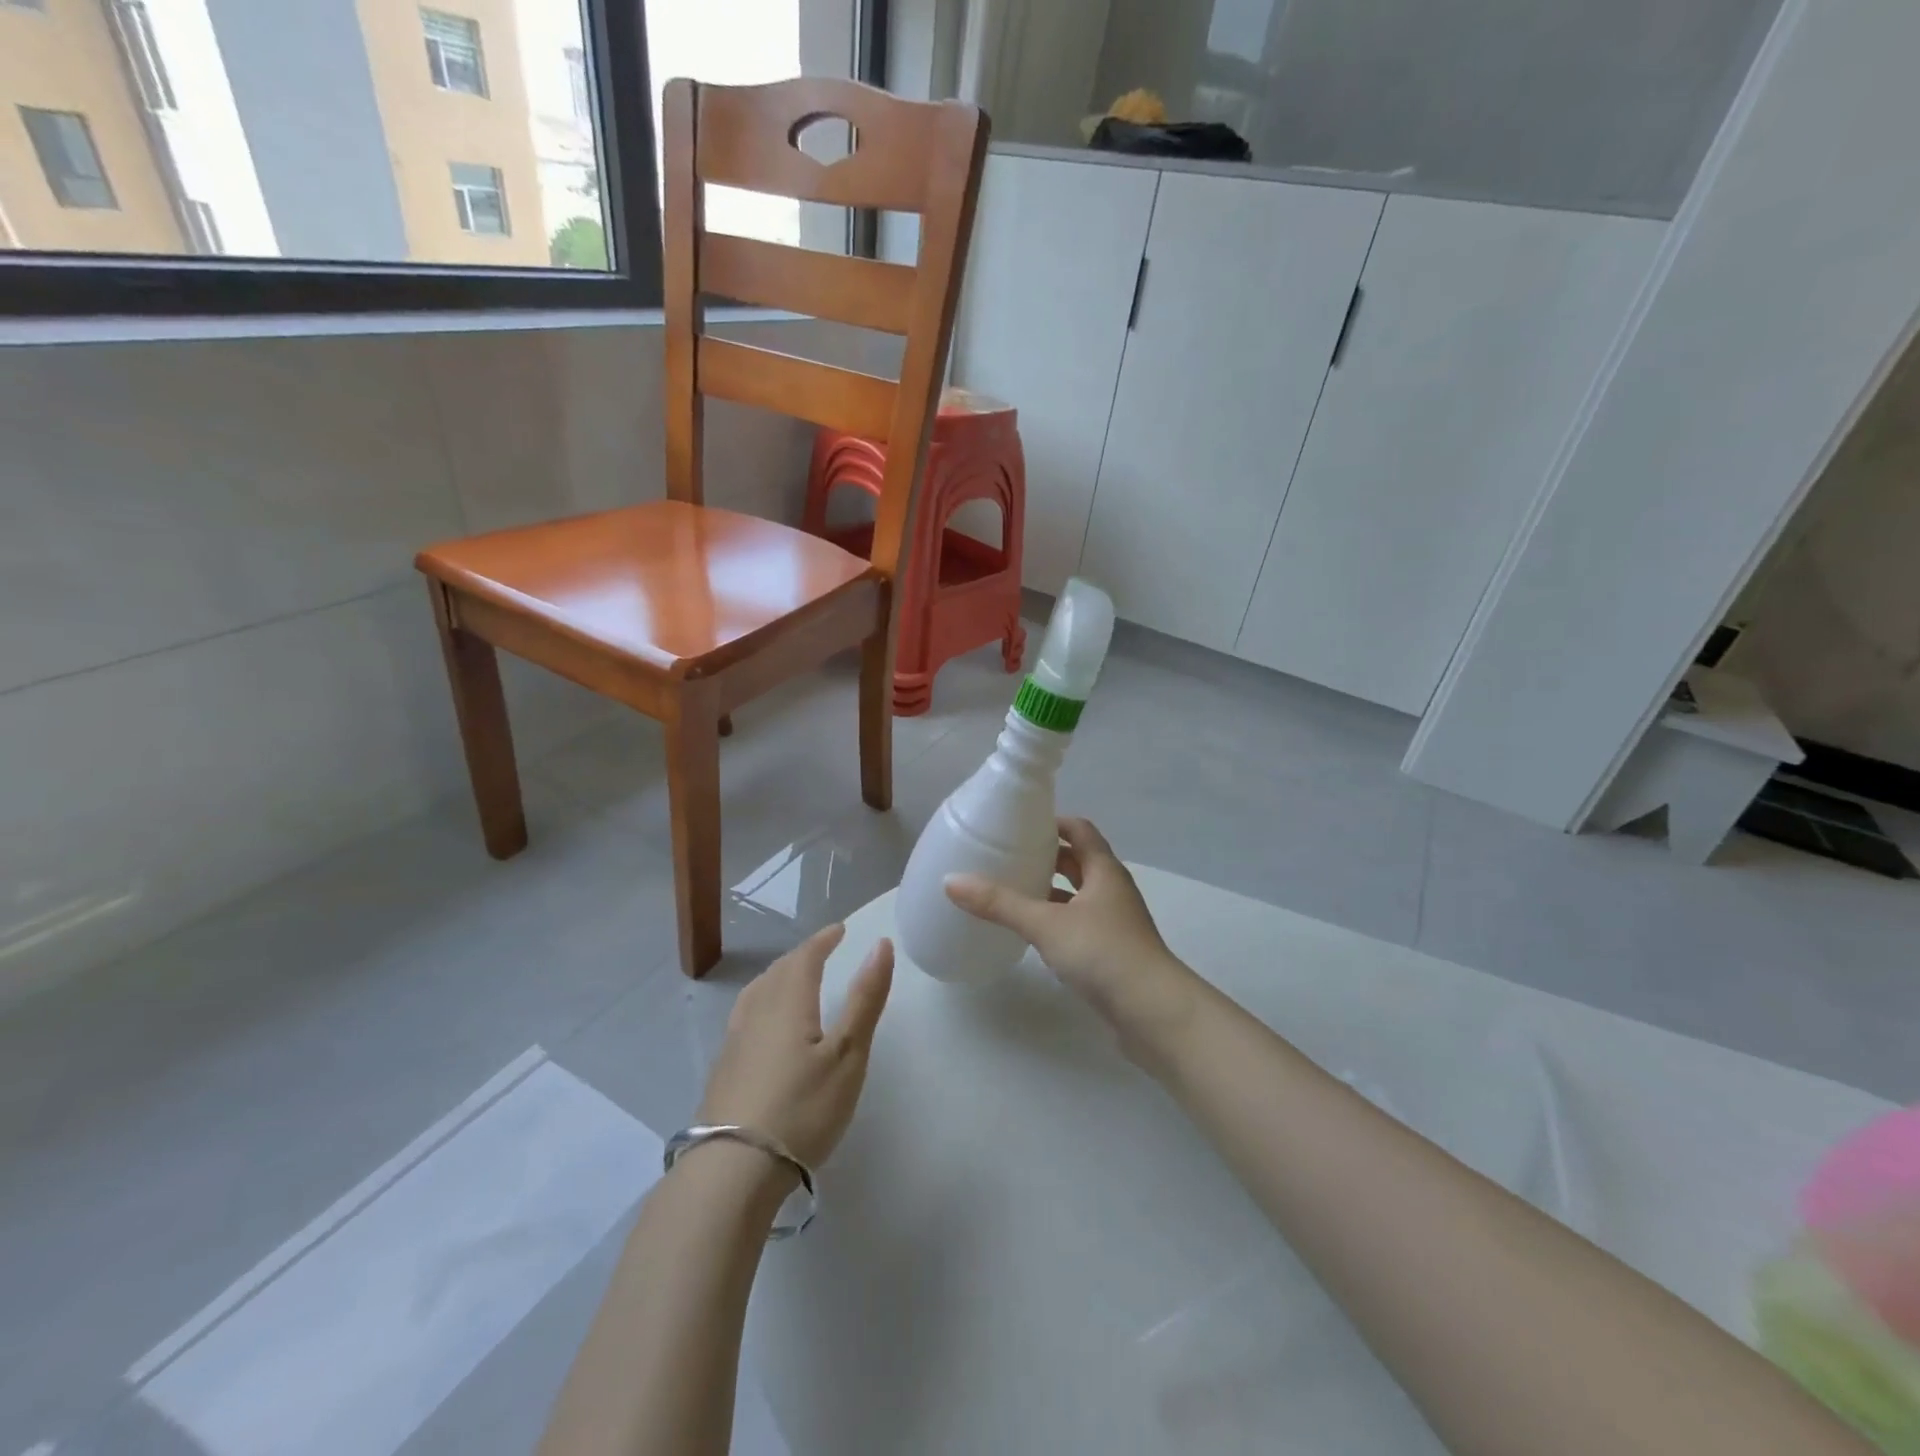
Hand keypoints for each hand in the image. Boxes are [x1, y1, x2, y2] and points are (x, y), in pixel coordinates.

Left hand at [696, 924, 893, 1170]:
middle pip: (778, 972)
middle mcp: (756, 1012)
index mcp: (788, 1002)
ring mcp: (734, 1042)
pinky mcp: (723, 1071)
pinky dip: (762, 1004)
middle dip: (801, 957)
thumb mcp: (847, 1055)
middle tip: (821, 952)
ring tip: (792, 981)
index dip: (823, 940)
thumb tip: (880, 944)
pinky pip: (745, 1017)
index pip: (805, 957)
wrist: (732, 1170)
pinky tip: (765, 1028)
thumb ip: (865, 999)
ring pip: (757, 994)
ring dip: (778, 978)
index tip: (839, 930)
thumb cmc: (801, 1108)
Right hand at [945, 818, 1200, 1054]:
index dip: (1053, 823)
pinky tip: (1033, 933)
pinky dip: (1057, 921)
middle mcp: (1112, 890)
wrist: (1152, 1012)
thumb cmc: (1102, 953)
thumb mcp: (1045, 923)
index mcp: (1104, 870)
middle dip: (1047, 857)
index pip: (1080, 830)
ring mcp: (1115, 923)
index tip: (1020, 824)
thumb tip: (951, 881)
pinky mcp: (1112, 953)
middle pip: (1079, 861)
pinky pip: (1079, 924)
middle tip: (1008, 856)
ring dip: (1051, 890)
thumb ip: (999, 903)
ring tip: (1013, 891)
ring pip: (1078, 895)